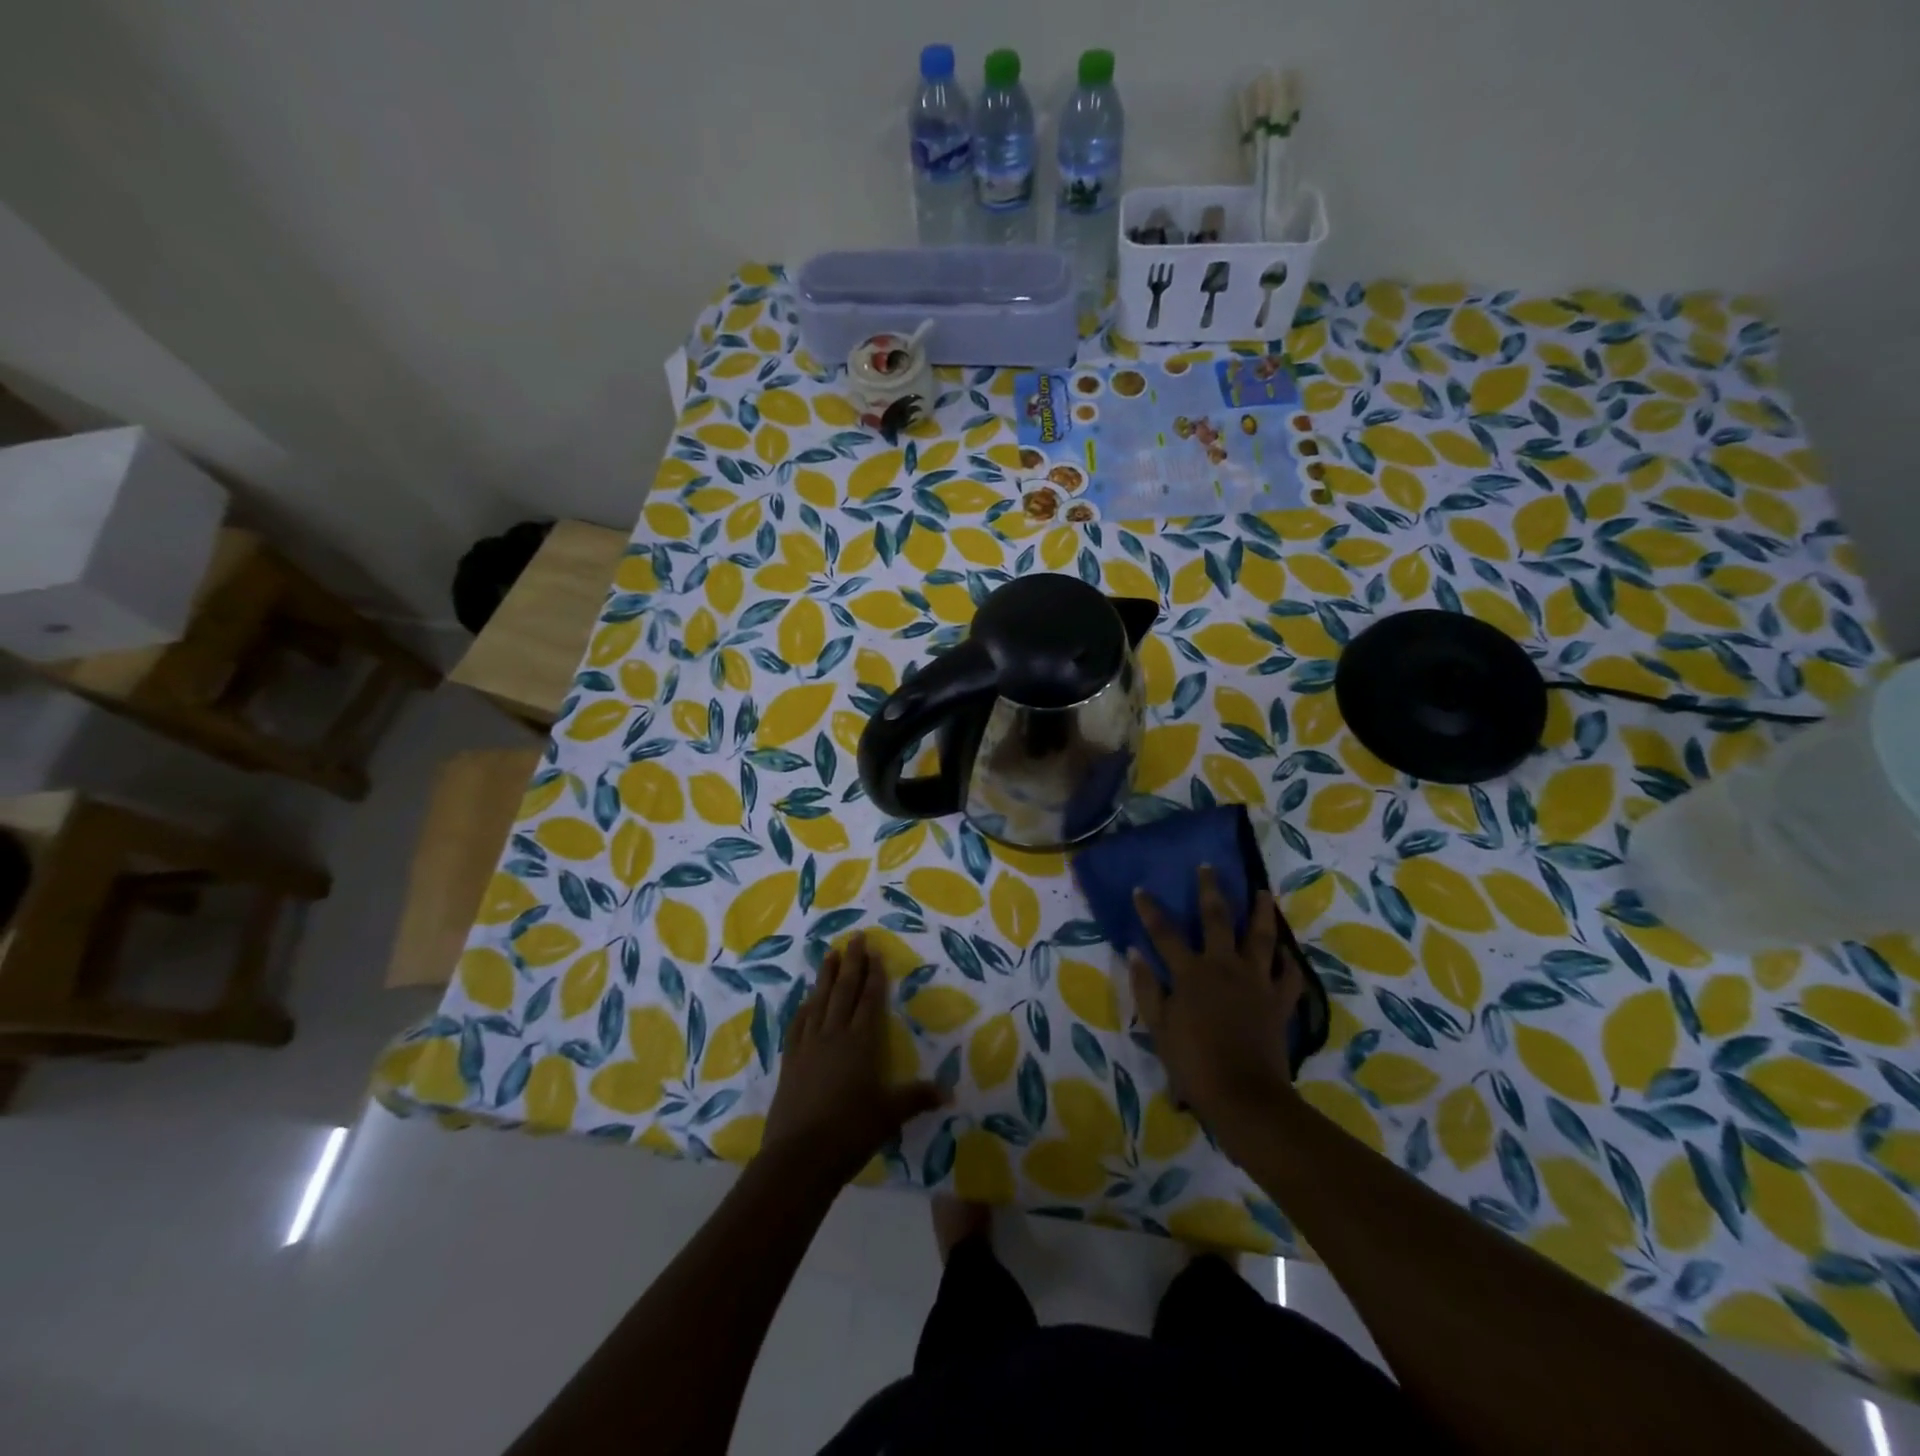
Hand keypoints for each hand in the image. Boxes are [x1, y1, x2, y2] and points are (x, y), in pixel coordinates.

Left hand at [763, 933, 944, 1184]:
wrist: (799, 1157)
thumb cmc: (851, 1132)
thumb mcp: (890, 1115)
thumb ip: (917, 1098)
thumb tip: (950, 1092)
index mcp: (861, 1042)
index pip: (870, 1000)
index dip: (874, 975)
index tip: (875, 951)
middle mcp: (834, 1035)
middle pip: (844, 991)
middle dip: (852, 963)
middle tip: (855, 938)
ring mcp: (808, 1046)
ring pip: (819, 1001)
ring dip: (825, 976)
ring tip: (830, 954)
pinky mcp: (790, 1061)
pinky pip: (798, 1024)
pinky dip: (804, 1007)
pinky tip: (806, 1000)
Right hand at [1129, 866, 1303, 1144]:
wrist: (1243, 1094)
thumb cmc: (1192, 1062)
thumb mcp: (1158, 1026)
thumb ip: (1146, 987)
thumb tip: (1134, 952)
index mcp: (1191, 972)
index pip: (1165, 933)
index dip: (1151, 910)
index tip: (1141, 889)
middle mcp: (1225, 966)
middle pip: (1217, 919)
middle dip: (1210, 891)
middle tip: (1209, 867)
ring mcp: (1256, 982)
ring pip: (1261, 938)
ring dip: (1261, 912)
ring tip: (1263, 892)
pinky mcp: (1279, 1001)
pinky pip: (1288, 976)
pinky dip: (1288, 962)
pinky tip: (1287, 951)